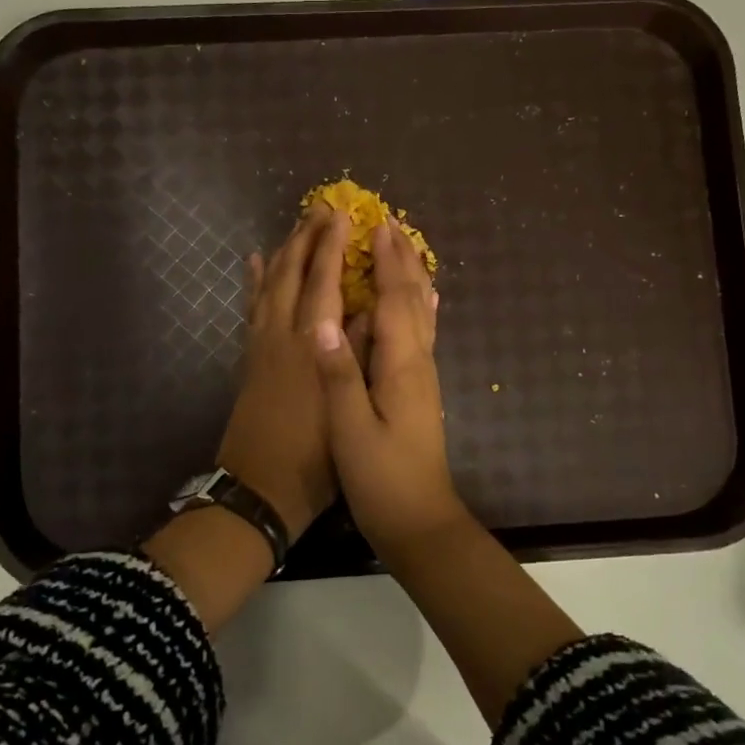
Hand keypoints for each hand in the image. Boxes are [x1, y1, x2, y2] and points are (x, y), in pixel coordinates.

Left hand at [216, 201, 351, 537]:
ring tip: (296, 226)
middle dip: (306, 237)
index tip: (343, 215)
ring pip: (268, 284)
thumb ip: (356, 353)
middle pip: (292, 273)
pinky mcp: (249, 357)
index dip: (333, 245)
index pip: (323, 281)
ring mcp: (261, 344)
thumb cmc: (314, 455)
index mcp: (311, 344)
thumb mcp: (348, 405)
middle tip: (320, 207)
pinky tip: (254, 262)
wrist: (259, 489)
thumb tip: (369, 308)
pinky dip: (253, 281)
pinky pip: (250, 307)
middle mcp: (282, 334)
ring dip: (283, 251)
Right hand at [312, 217, 468, 554]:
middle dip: (402, 259)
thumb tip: (320, 321)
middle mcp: (418, 361)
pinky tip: (423, 301)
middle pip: (413, 298)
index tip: (375, 225)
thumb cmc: (382, 478)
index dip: (384, 262)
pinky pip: (421, 331)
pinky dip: (419, 305)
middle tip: (389, 222)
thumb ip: (339, 375)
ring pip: (422, 312)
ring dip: (412, 275)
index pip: (393, 300)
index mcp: (401, 365)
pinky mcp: (420, 388)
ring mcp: (423, 375)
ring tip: (403, 248)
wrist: (420, 521)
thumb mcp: (352, 430)